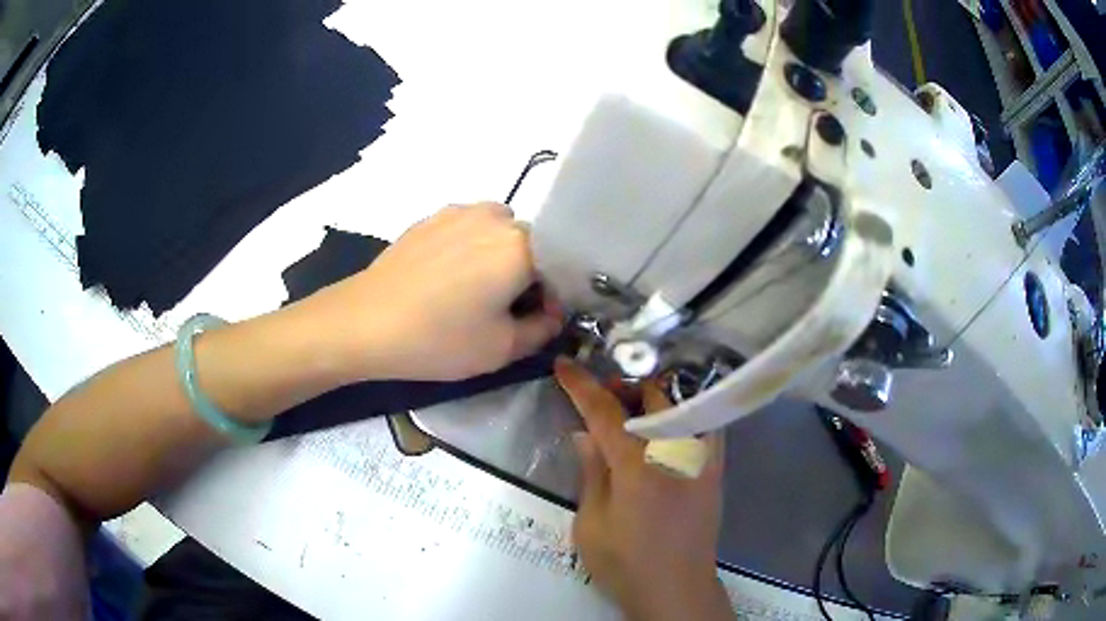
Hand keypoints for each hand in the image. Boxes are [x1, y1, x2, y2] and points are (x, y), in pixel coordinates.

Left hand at [300, 203, 561, 381]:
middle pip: (531, 243)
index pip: (561, 264)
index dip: (555, 294)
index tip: (537, 318)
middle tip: (503, 308)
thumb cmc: (438, 339)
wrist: (365, 322)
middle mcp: (495, 217)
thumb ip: (543, 328)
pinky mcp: (431, 218)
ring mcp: (459, 212)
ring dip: (498, 256)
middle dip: (528, 273)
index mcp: (520, 245)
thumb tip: (551, 312)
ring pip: (498, 232)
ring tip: (471, 290)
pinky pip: (468, 229)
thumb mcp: (502, 348)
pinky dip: (470, 249)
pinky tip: (444, 279)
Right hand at [555, 359, 734, 620]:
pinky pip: (702, 423)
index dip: (581, 385)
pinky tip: (663, 427)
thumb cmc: (626, 563)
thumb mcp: (591, 524)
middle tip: (602, 396)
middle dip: (623, 386)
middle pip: (653, 395)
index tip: (563, 365)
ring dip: (653, 397)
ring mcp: (703, 457)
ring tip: (631, 410)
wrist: (677, 588)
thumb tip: (584, 433)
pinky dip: (680, 413)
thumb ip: (592, 472)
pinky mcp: (715, 468)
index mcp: (639, 466)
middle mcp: (677, 451)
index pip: (606, 412)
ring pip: (682, 403)